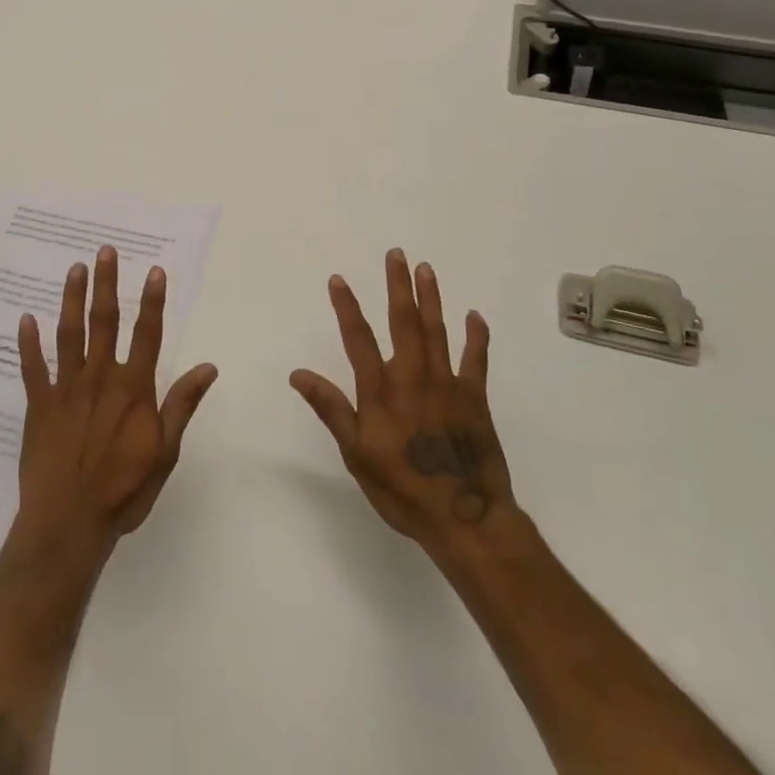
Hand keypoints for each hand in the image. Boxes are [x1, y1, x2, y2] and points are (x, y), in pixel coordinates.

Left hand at [13, 246, 217, 558]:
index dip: (153, 300)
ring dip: (72, 299)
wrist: (69, 524)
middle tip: (105, 251)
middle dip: (107, 283)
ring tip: (75, 268)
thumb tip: (208, 366)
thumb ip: (182, 404)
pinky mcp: (39, 406)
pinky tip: (25, 319)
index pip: (147, 333)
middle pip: (105, 322)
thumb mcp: (165, 451)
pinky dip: (28, 343)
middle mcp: (100, 378)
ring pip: (70, 334)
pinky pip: (32, 368)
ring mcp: (66, 389)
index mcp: (133, 388)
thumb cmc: (124, 490)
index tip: (154, 269)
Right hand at [291, 249, 517, 555]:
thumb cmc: (402, 490)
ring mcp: (447, 385)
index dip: (347, 307)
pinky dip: (476, 337)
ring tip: (426, 269)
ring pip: (437, 331)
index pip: (358, 339)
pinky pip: (476, 360)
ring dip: (431, 298)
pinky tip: (474, 316)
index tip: (338, 279)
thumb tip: (298, 374)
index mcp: (381, 392)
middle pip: (404, 322)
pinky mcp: (474, 399)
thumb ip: (331, 409)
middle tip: (397, 254)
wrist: (465, 519)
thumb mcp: (356, 455)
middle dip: (398, 286)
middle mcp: (413, 378)